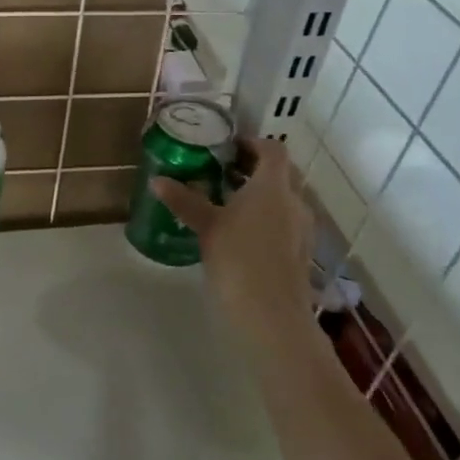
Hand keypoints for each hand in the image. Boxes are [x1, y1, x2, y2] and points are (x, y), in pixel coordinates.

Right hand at [151, 138, 313, 326]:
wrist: (272, 316)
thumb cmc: (238, 259)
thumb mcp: (206, 226)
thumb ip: (184, 200)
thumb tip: (157, 180)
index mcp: (273, 186)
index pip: (273, 149)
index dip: (253, 143)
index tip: (228, 148)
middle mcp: (294, 201)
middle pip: (280, 174)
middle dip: (253, 170)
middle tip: (221, 174)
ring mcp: (302, 229)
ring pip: (283, 200)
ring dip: (260, 196)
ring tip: (227, 205)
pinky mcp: (301, 253)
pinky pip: (285, 223)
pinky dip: (267, 219)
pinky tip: (241, 235)